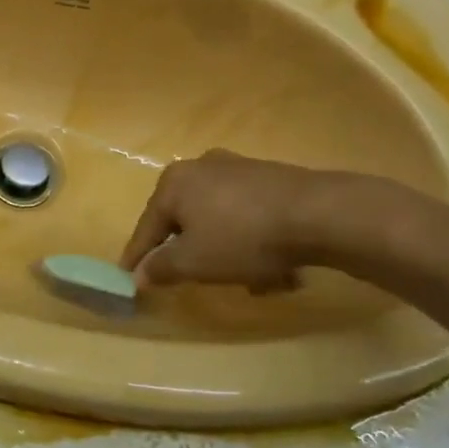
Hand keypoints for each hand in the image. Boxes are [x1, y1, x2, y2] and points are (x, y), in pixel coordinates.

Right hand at [119, 150, 328, 292]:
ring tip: (245, 280)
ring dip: (225, 249)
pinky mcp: (271, 177)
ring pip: (219, 219)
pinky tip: (272, 266)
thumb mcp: (194, 262)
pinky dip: (251, 239)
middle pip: (184, 220)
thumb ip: (161, 269)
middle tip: (190, 277)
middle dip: (189, 252)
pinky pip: (248, 214)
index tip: (128, 277)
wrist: (320, 214)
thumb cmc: (242, 237)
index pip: (147, 227)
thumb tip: (139, 275)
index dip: (138, 256)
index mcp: (173, 184)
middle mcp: (200, 167)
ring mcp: (238, 168)